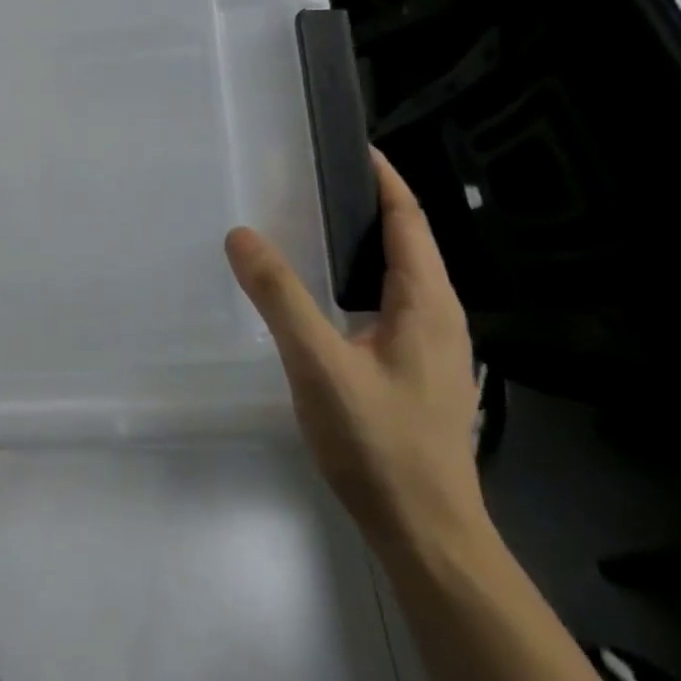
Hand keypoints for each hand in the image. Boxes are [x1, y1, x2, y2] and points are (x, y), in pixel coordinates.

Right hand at [225, 151, 485, 555]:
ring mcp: (430, 348)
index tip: (350, 145)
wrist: (426, 535)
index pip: (410, 221)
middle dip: (367, 204)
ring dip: (361, 242)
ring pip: (397, 276)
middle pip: (407, 243)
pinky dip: (355, 278)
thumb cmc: (379, 443)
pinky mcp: (415, 372)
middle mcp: (438, 317)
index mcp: (427, 304)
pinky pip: (386, 304)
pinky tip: (320, 294)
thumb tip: (241, 234)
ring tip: (308, 224)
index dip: (384, 179)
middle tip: (309, 179)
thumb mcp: (319, 363)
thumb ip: (280, 296)